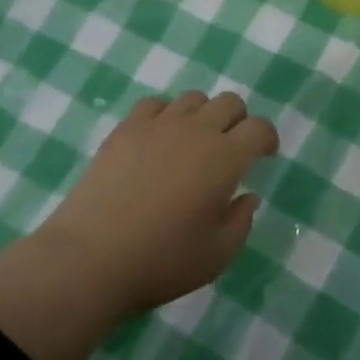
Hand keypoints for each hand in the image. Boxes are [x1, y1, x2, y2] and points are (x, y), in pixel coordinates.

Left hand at [36, 90, 279, 314]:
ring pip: (193, 98)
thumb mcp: (216, 255)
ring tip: (193, 143)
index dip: (267, 138)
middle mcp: (195, 131)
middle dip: (238, 121)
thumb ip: (240, 222)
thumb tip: (247, 196)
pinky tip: (159, 139)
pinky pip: (154, 104)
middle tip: (230, 149)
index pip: (259, 128)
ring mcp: (157, 125)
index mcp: (225, 159)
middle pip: (229, 102)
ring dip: (203, 115)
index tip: (263, 156)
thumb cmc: (162, 260)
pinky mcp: (125, 129)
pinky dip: (165, 114)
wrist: (91, 256)